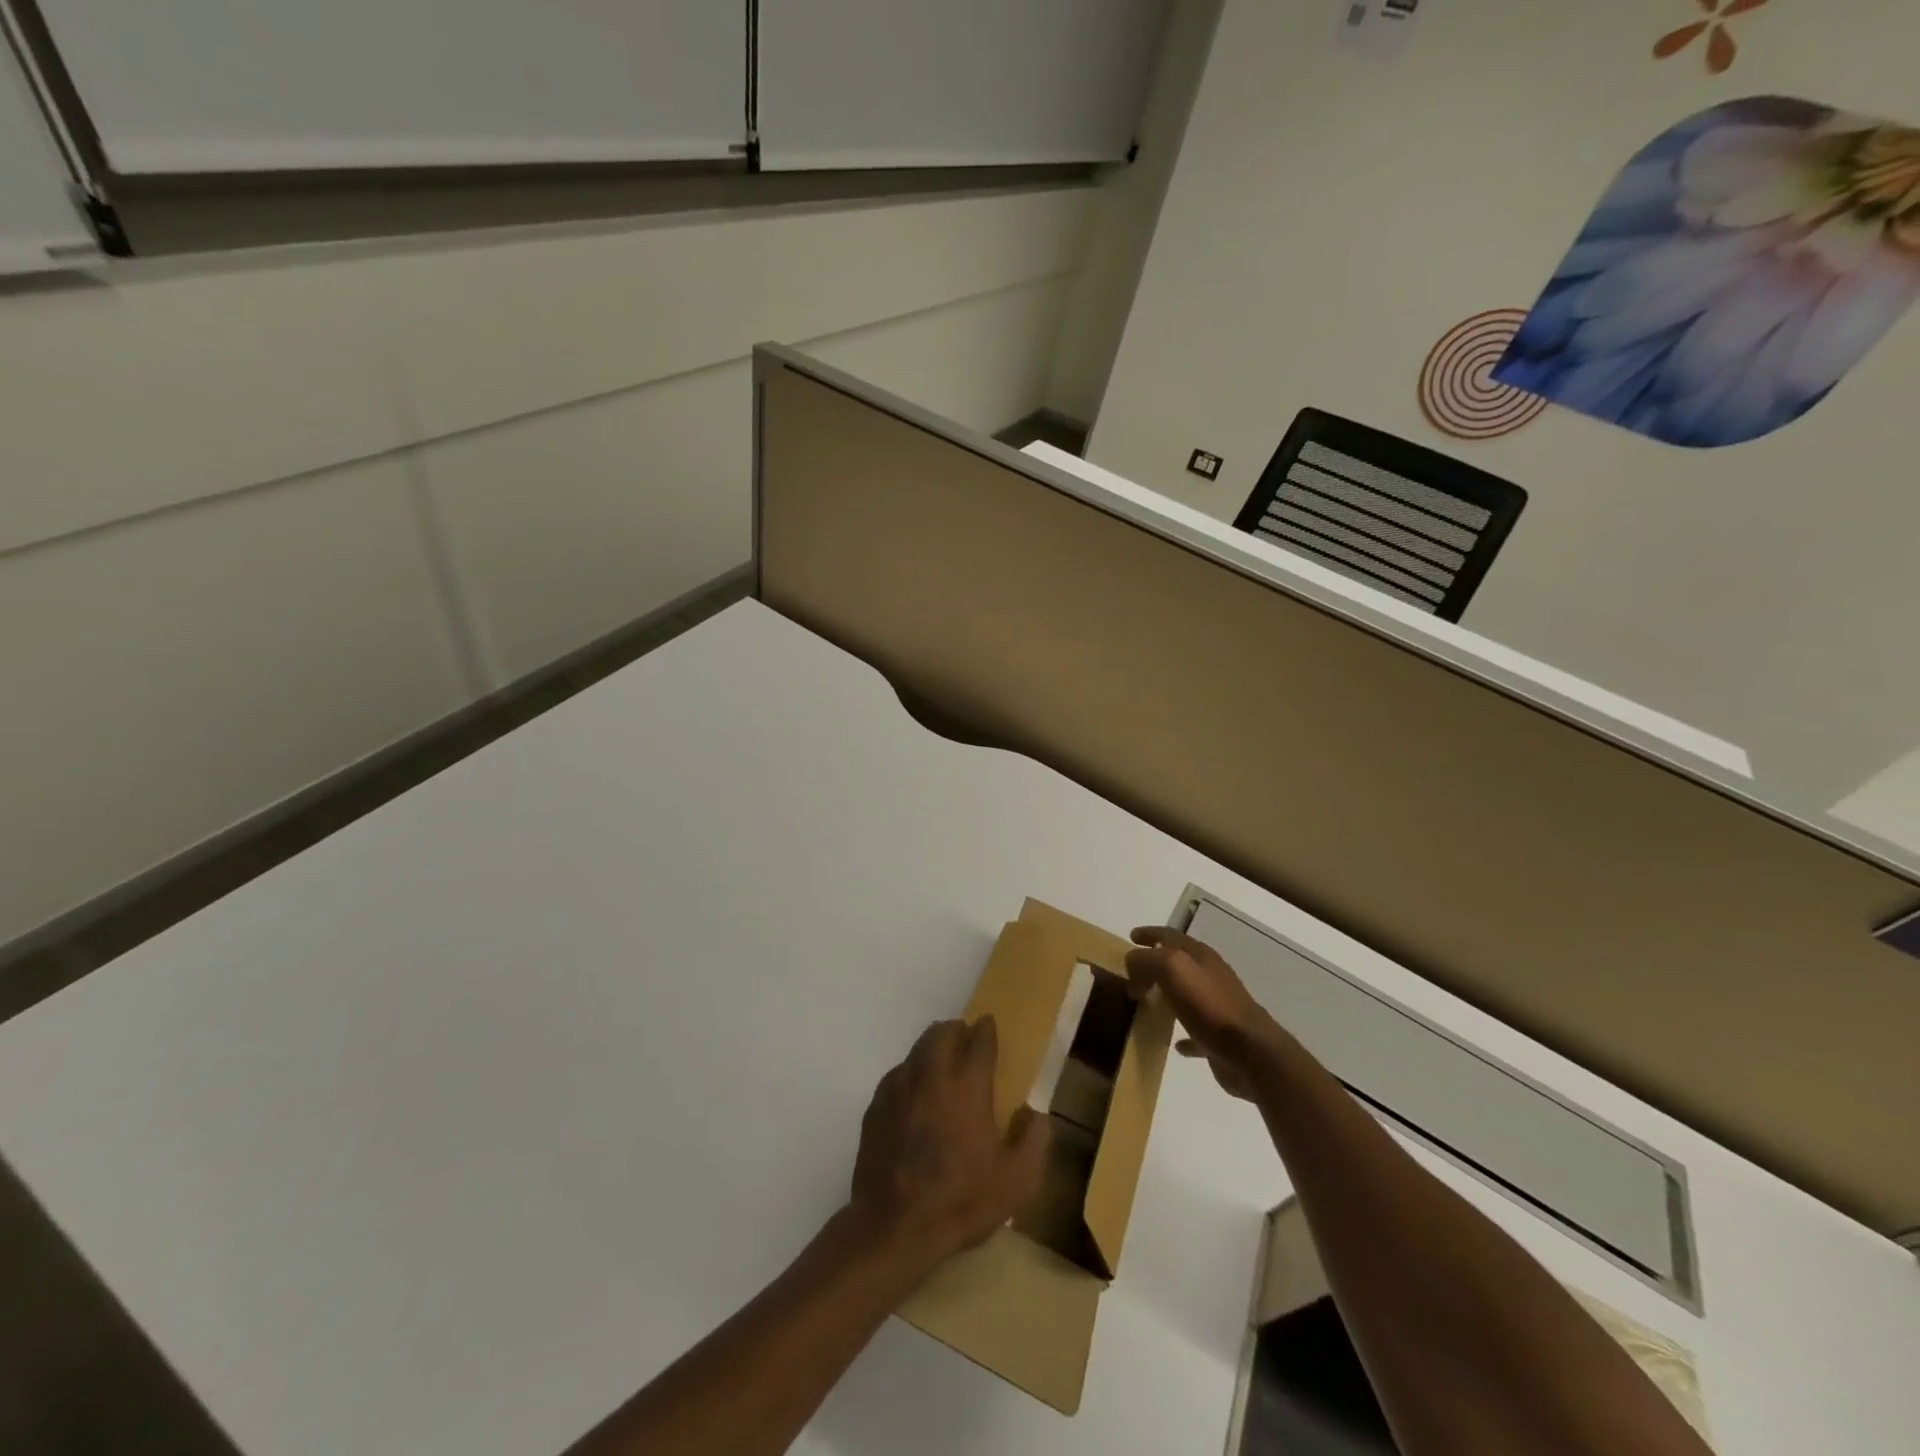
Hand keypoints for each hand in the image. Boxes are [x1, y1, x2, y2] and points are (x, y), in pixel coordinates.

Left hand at [849, 1017, 1050, 1266]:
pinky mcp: (876, 1107)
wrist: (893, 1228)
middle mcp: (931, 1077)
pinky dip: (911, 1073)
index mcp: (967, 1087)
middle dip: (956, 1029)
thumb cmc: (960, 1202)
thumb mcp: (1016, 1182)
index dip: (986, 1030)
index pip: (979, 1042)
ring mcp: (899, 1089)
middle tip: (965, 1037)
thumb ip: (1034, 1141)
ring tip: (941, 1061)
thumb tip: (1035, 1113)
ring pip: (916, 1050)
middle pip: (942, 1033)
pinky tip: (915, 1094)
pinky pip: (897, 1074)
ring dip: (932, 1047)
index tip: (988, 1024)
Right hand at [1126, 926, 1279, 1100]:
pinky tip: (1173, 1042)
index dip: (1150, 933)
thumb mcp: (1172, 969)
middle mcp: (1210, 976)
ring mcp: (1217, 1006)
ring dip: (1166, 994)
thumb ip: (1148, 960)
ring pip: (1185, 994)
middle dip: (1153, 965)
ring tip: (1145, 1002)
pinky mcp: (1219, 1036)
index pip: (1170, 935)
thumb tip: (1133, 964)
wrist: (1251, 1053)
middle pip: (1178, 963)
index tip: (1131, 937)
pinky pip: (1195, 1029)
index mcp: (1201, 956)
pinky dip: (1182, 1032)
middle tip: (1132, 976)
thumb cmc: (1210, 1006)